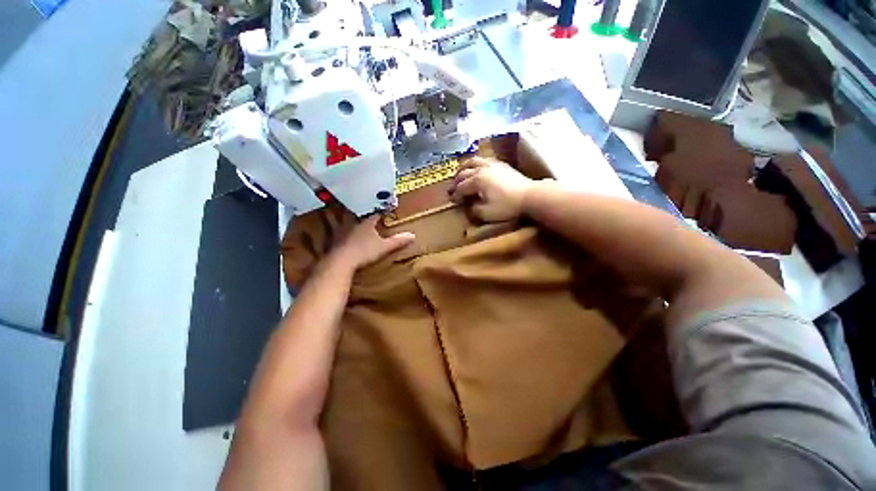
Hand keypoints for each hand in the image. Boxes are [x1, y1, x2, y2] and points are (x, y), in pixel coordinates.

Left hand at [329, 215, 414, 270]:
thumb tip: (413, 235)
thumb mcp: (384, 247)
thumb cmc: (364, 251)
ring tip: (340, 212)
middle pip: (357, 213)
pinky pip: (334, 230)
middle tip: (362, 207)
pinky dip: (335, 228)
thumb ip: (397, 241)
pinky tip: (335, 231)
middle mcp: (352, 223)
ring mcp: (341, 231)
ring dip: (341, 215)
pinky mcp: (333, 240)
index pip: (375, 213)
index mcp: (366, 222)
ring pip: (341, 219)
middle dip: (360, 210)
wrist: (341, 261)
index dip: (381, 211)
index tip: (385, 208)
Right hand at [448, 157, 535, 221]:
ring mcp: (491, 164)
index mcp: (477, 181)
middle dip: (456, 182)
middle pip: (463, 173)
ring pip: (472, 161)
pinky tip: (476, 168)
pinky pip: (483, 159)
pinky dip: (475, 163)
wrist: (530, 195)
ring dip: (463, 168)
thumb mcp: (487, 213)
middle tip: (452, 189)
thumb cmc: (507, 206)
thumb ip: (473, 210)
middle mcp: (481, 169)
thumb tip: (468, 206)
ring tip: (459, 173)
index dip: (455, 195)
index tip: (452, 200)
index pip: (461, 187)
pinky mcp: (500, 164)